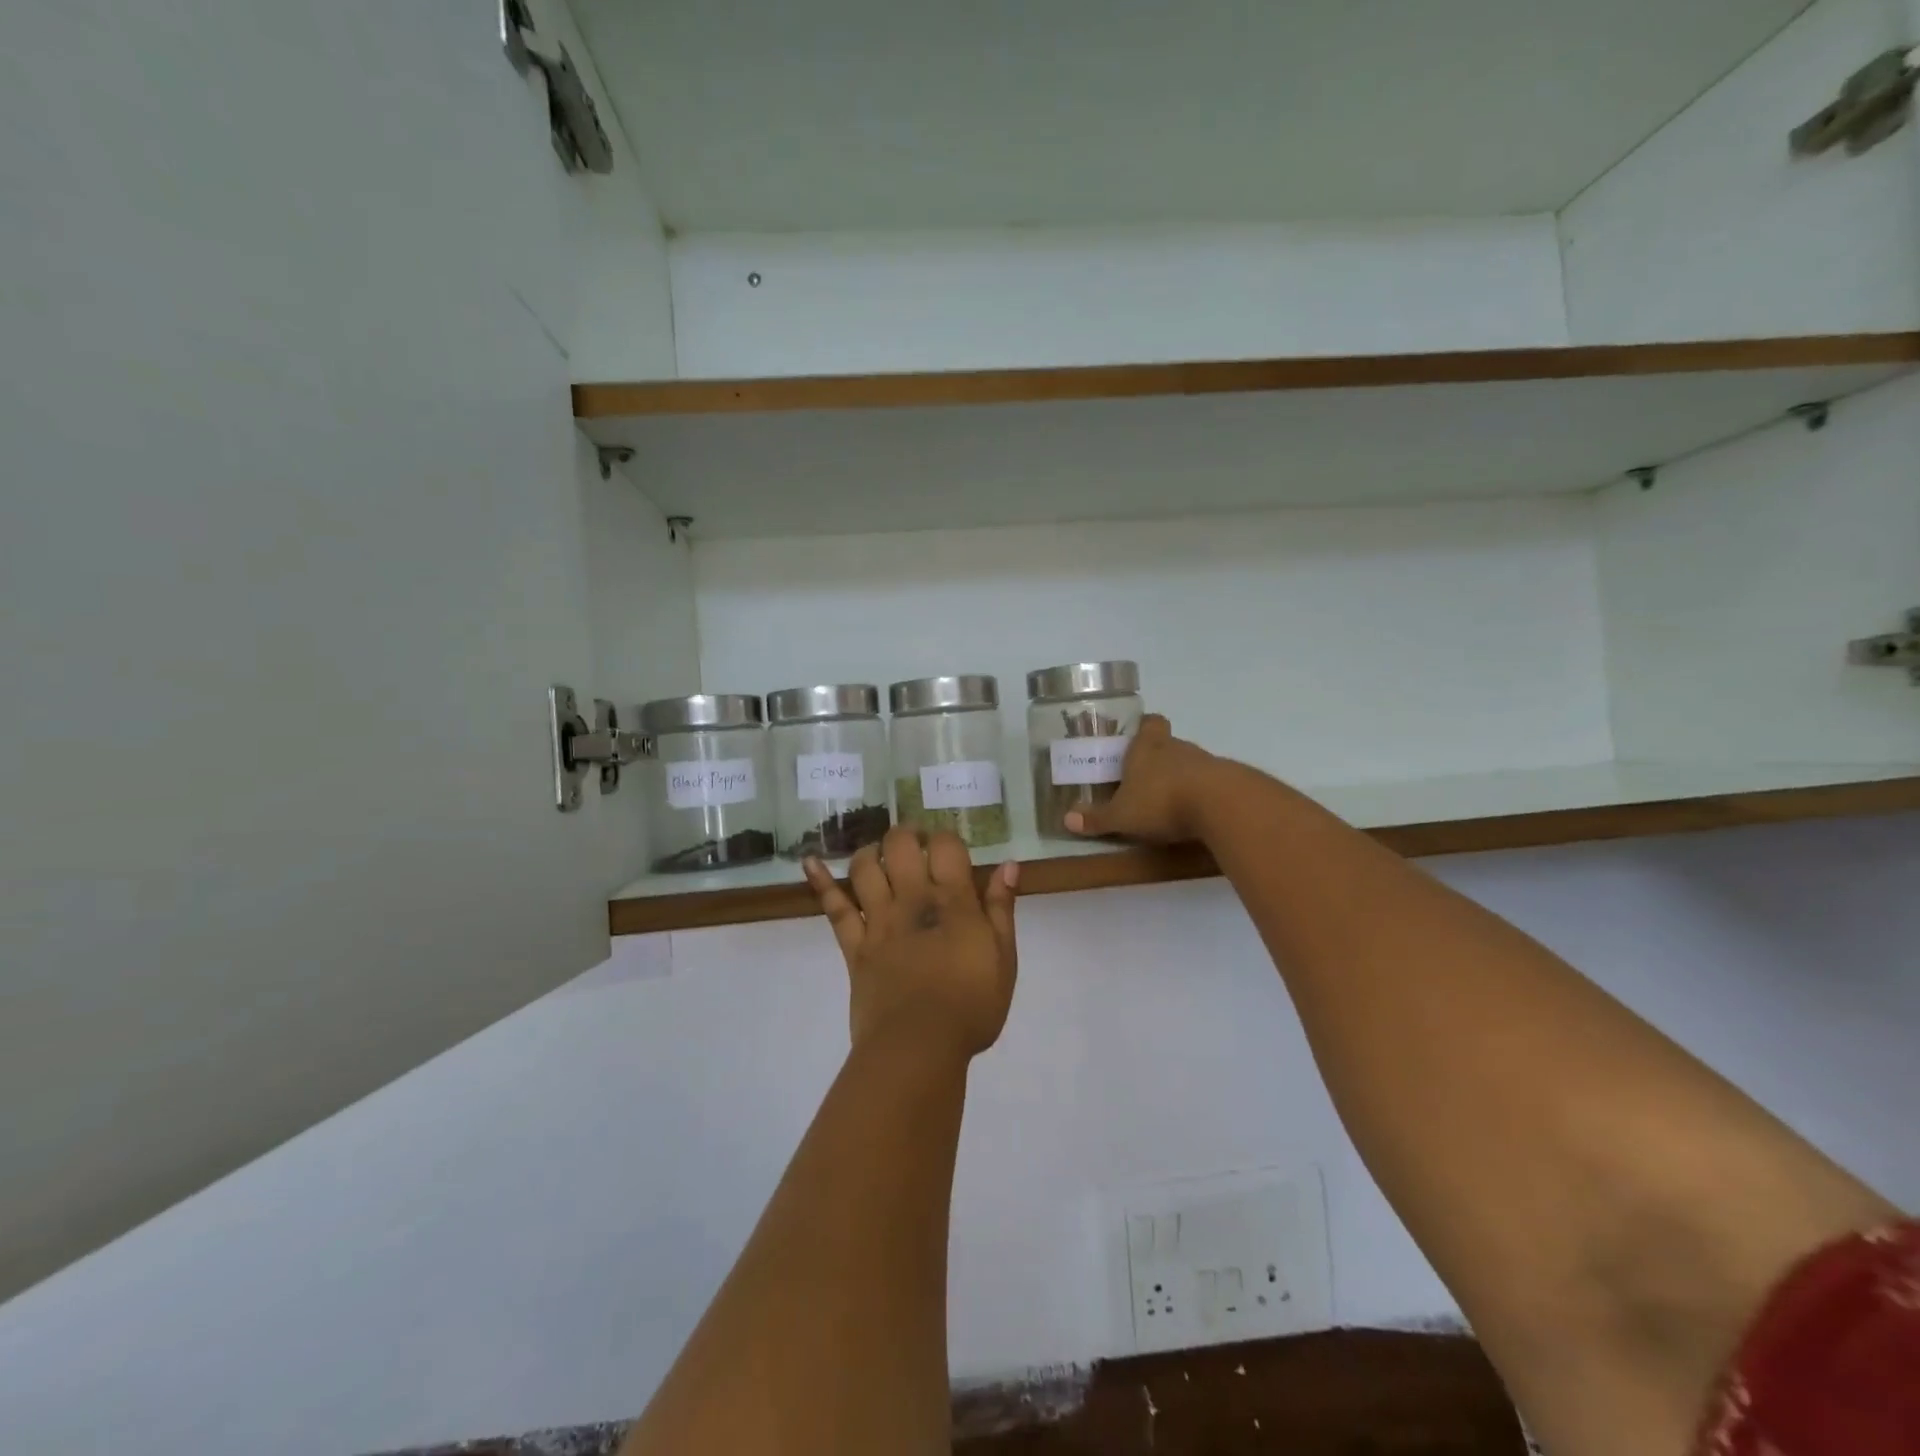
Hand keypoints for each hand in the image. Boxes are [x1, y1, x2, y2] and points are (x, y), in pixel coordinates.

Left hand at [803, 827, 1018, 1063]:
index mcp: (952, 901)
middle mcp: (912, 899)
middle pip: (901, 846)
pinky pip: (834, 908)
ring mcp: (879, 920)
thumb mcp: (1003, 958)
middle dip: (907, 835)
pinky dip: (820, 882)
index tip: (950, 850)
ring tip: (880, 856)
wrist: (919, 1045)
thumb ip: (1001, 908)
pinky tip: (810, 862)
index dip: (946, 839)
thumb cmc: (971, 1005)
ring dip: (871, 852)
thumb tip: (1008, 865)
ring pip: (865, 868)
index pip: (946, 846)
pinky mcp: (854, 945)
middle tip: (916, 844)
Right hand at [1064, 714, 1224, 843]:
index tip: (1136, 738)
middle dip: (1156, 759)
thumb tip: (1066, 819)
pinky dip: (1200, 795)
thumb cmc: (1161, 800)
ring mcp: (1205, 762)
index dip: (1143, 728)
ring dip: (1179, 779)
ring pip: (1188, 764)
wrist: (1221, 805)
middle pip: (1167, 744)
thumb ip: (1096, 818)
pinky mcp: (1227, 782)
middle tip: (1142, 780)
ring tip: (1166, 803)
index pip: (1149, 723)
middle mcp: (1176, 747)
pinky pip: (1208, 783)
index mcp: (1147, 746)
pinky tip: (1193, 815)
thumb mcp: (1121, 816)